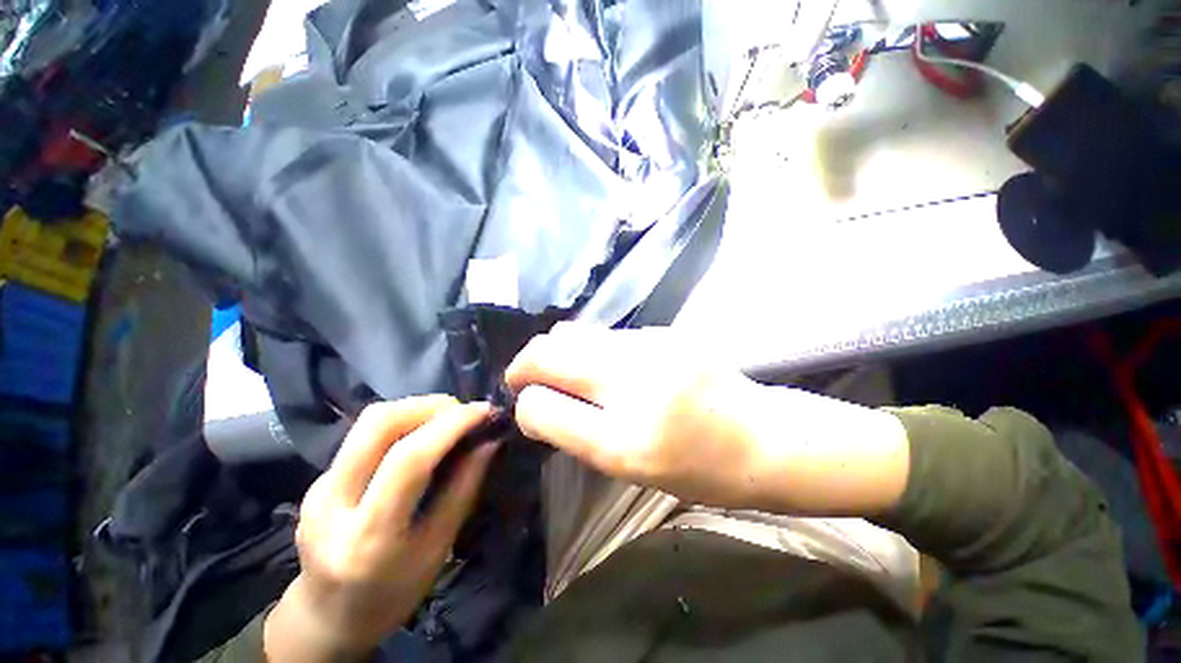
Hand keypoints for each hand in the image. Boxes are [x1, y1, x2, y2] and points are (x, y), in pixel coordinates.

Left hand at [264, 396, 499, 662]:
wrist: (325, 619)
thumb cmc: (392, 594)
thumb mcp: (437, 549)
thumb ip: (463, 490)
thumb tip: (490, 442)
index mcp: (368, 535)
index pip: (408, 459)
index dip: (452, 425)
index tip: (485, 411)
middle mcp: (332, 503)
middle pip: (378, 424)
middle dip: (429, 405)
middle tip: (463, 412)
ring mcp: (318, 487)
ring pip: (368, 422)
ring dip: (416, 409)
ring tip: (448, 419)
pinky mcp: (317, 479)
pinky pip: (364, 435)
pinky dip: (402, 424)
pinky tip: (421, 437)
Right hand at [506, 324, 909, 515]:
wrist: (762, 438)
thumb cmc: (697, 466)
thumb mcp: (626, 462)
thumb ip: (571, 428)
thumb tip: (531, 402)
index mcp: (624, 419)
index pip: (545, 385)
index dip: (521, 386)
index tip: (518, 394)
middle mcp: (634, 365)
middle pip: (557, 343)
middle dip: (532, 361)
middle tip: (533, 382)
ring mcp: (652, 341)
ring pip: (582, 334)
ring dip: (563, 354)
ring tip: (569, 378)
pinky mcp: (665, 332)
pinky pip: (609, 336)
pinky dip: (593, 351)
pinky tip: (606, 372)